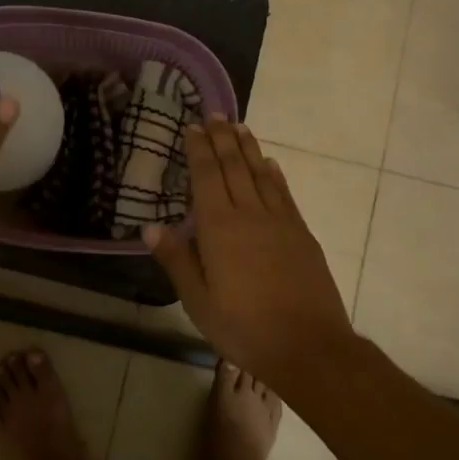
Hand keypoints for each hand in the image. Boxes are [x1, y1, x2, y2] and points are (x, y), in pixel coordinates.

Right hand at [143, 117, 359, 385]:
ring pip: (261, 174)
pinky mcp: (301, 233)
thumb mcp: (198, 301)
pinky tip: (271, 165)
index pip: (206, 176)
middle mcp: (250, 214)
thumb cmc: (244, 327)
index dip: (199, 149)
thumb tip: (150, 227)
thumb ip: (177, 260)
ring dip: (248, 148)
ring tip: (239, 127)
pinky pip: (284, 194)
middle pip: (234, 166)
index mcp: (219, 227)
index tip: (193, 126)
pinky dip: (275, 175)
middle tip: (215, 114)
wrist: (307, 345)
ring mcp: (280, 221)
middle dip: (222, 138)